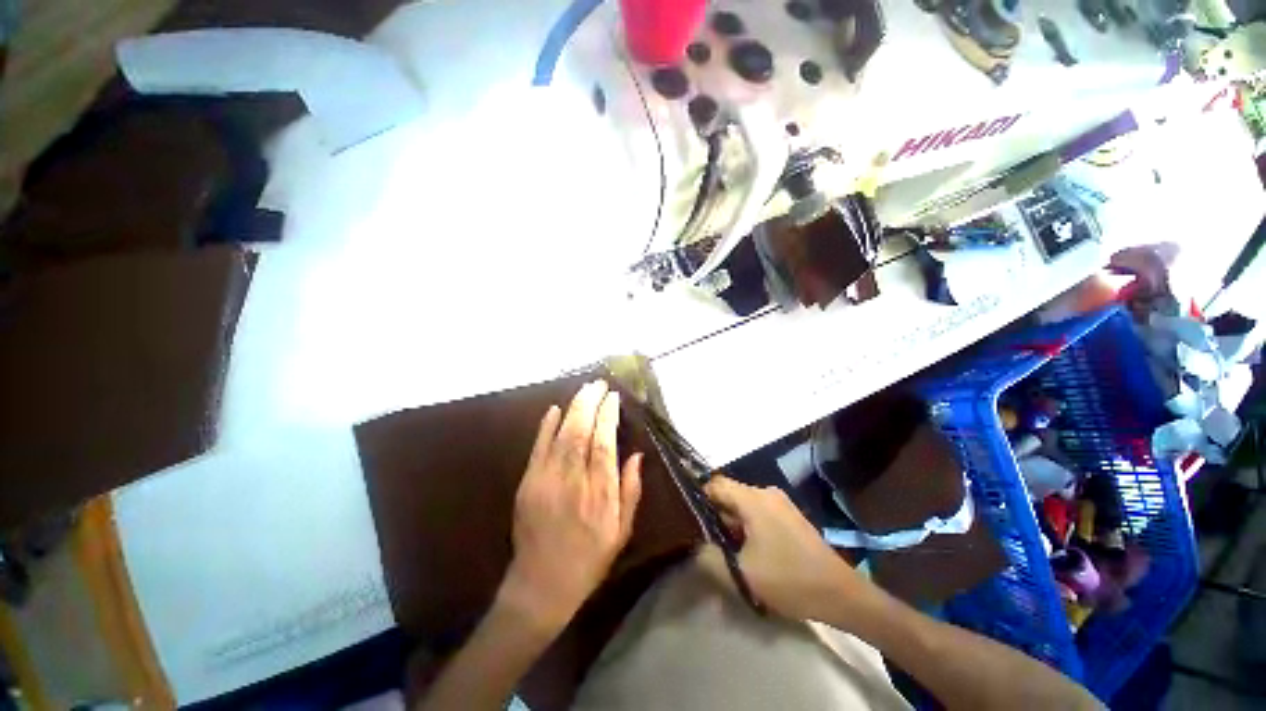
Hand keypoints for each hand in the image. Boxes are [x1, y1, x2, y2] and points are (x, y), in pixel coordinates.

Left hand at [500, 380, 642, 632]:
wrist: (541, 584)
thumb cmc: (589, 558)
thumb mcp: (622, 531)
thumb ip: (631, 490)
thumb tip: (636, 454)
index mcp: (600, 494)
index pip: (605, 444)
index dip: (609, 417)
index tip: (613, 397)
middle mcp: (574, 481)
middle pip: (582, 432)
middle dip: (590, 403)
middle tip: (599, 384)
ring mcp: (546, 480)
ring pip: (562, 434)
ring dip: (573, 408)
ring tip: (584, 389)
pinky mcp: (528, 483)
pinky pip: (538, 447)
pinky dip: (546, 426)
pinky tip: (555, 409)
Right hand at [699, 476, 871, 622]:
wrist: (840, 593)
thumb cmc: (788, 579)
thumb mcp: (741, 573)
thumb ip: (709, 557)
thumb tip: (693, 544)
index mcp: (753, 499)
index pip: (715, 485)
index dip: (699, 499)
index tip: (689, 519)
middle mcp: (766, 493)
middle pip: (729, 495)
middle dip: (717, 517)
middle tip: (709, 543)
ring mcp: (780, 503)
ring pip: (743, 506)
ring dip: (733, 525)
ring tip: (729, 552)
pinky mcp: (789, 515)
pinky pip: (758, 513)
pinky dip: (748, 527)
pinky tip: (750, 552)